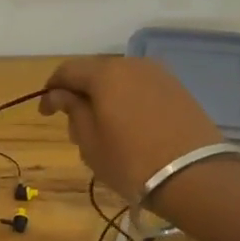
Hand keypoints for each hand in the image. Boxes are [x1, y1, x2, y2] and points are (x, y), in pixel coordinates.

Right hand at [41, 56, 225, 199]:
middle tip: (74, 125)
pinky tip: (128, 127)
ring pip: (120, 81)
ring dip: (105, 98)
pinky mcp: (178, 90)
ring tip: (102, 129)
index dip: (51, 90)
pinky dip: (127, 102)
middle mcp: (132, 64)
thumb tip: (59, 94)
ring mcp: (160, 75)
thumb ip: (73, 111)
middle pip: (95, 72)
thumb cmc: (130, 161)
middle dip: (80, 94)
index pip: (67, 71)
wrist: (194, 176)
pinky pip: (141, 89)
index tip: (45, 113)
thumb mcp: (90, 142)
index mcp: (105, 73)